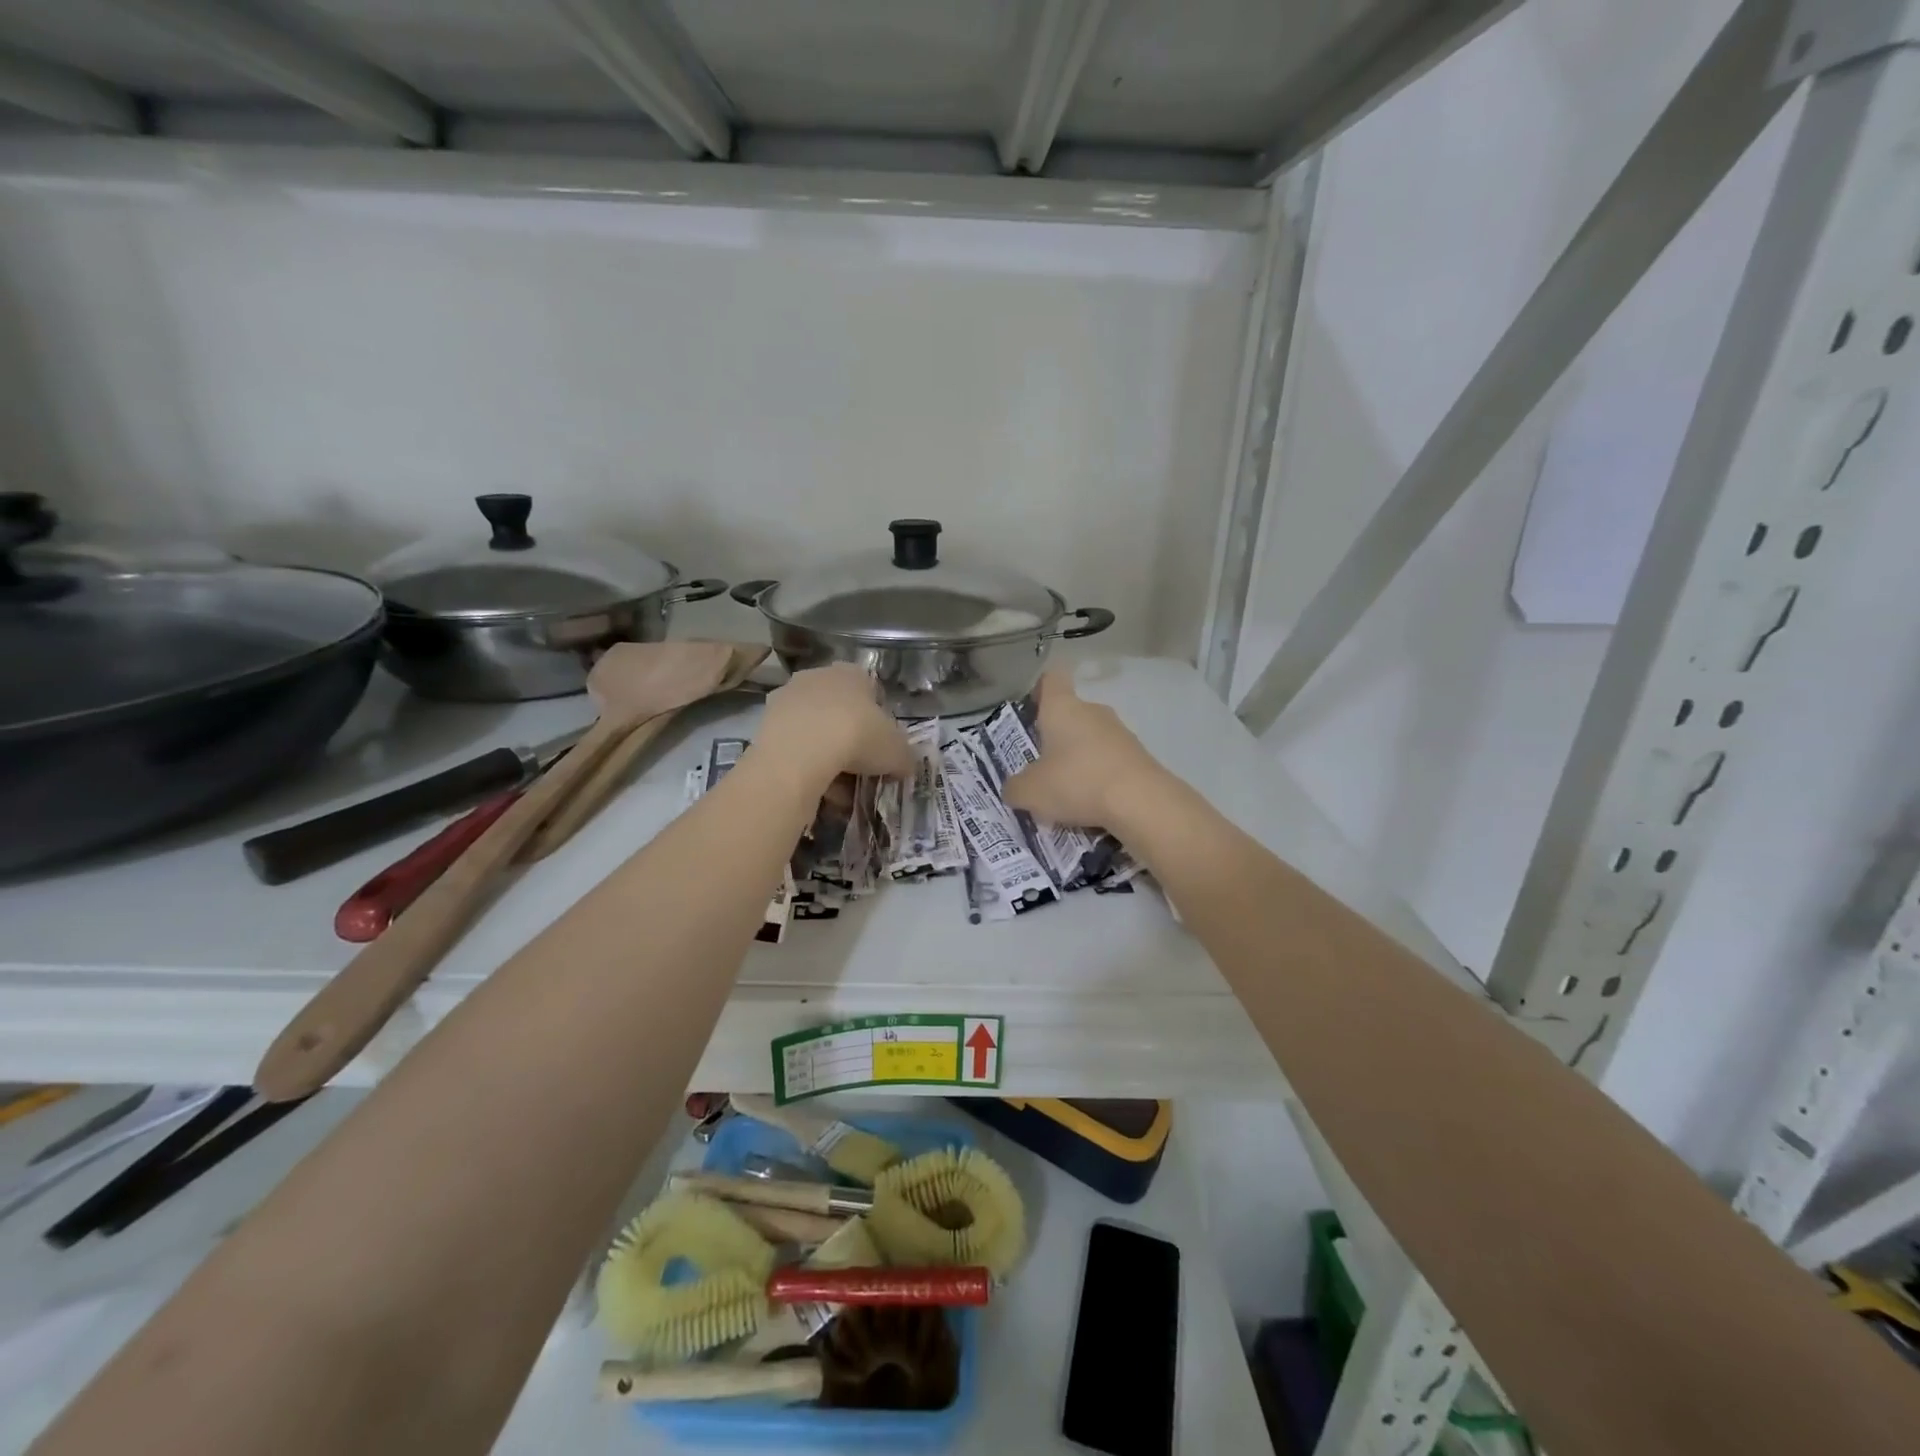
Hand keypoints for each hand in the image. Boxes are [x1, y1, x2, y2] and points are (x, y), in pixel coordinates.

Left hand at [755, 664, 912, 786]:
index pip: (870, 692)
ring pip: (814, 729)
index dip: (879, 722)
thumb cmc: (858, 737)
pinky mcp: (764, 722)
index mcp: (852, 673)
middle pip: (839, 710)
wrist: (802, 751)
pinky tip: (814, 788)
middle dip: (849, 739)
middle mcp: (817, 676)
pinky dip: (803, 764)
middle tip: (859, 769)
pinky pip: (793, 744)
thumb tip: (903, 765)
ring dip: (825, 755)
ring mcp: (787, 697)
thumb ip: (904, 757)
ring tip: (837, 789)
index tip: (881, 748)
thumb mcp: (897, 751)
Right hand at [1001, 669, 1166, 829]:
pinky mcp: (1139, 756)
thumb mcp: (1030, 792)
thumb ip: (1015, 787)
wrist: (1141, 802)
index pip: (1051, 679)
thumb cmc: (1076, 783)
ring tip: (1066, 793)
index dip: (1039, 690)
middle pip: (1070, 713)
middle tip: (1041, 766)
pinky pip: (1110, 761)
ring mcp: (1120, 732)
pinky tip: (1093, 803)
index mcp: (1062, 707)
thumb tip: (1014, 787)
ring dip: (1078, 759)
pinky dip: (1099, 777)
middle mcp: (1093, 711)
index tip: (1031, 711)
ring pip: (1091, 739)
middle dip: (1055, 737)